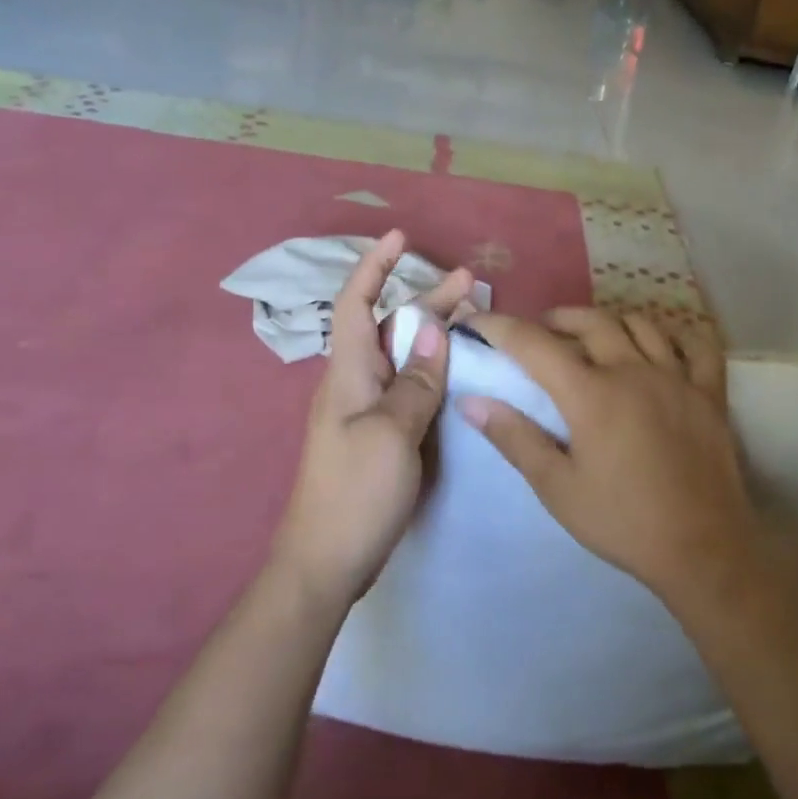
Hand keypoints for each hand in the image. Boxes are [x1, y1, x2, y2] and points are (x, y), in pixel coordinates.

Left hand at [272, 231, 475, 607]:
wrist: (326, 562)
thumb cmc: (356, 493)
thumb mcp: (391, 433)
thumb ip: (415, 381)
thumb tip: (435, 330)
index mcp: (348, 374)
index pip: (356, 303)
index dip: (376, 266)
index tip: (400, 236)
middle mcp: (353, 385)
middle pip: (388, 328)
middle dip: (425, 300)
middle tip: (470, 283)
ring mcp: (364, 413)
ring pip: (400, 358)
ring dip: (431, 334)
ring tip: (471, 319)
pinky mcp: (377, 437)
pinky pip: (406, 388)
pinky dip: (430, 371)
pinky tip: (453, 374)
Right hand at [458, 308, 762, 608]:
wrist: (702, 549)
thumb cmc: (622, 522)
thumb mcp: (557, 488)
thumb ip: (515, 439)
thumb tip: (471, 401)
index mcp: (591, 394)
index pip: (535, 344)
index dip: (500, 327)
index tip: (477, 321)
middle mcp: (634, 371)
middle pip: (591, 321)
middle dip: (557, 319)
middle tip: (539, 334)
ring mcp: (678, 378)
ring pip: (641, 324)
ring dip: (609, 322)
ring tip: (593, 337)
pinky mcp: (711, 394)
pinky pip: (698, 345)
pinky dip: (677, 335)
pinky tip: (662, 345)